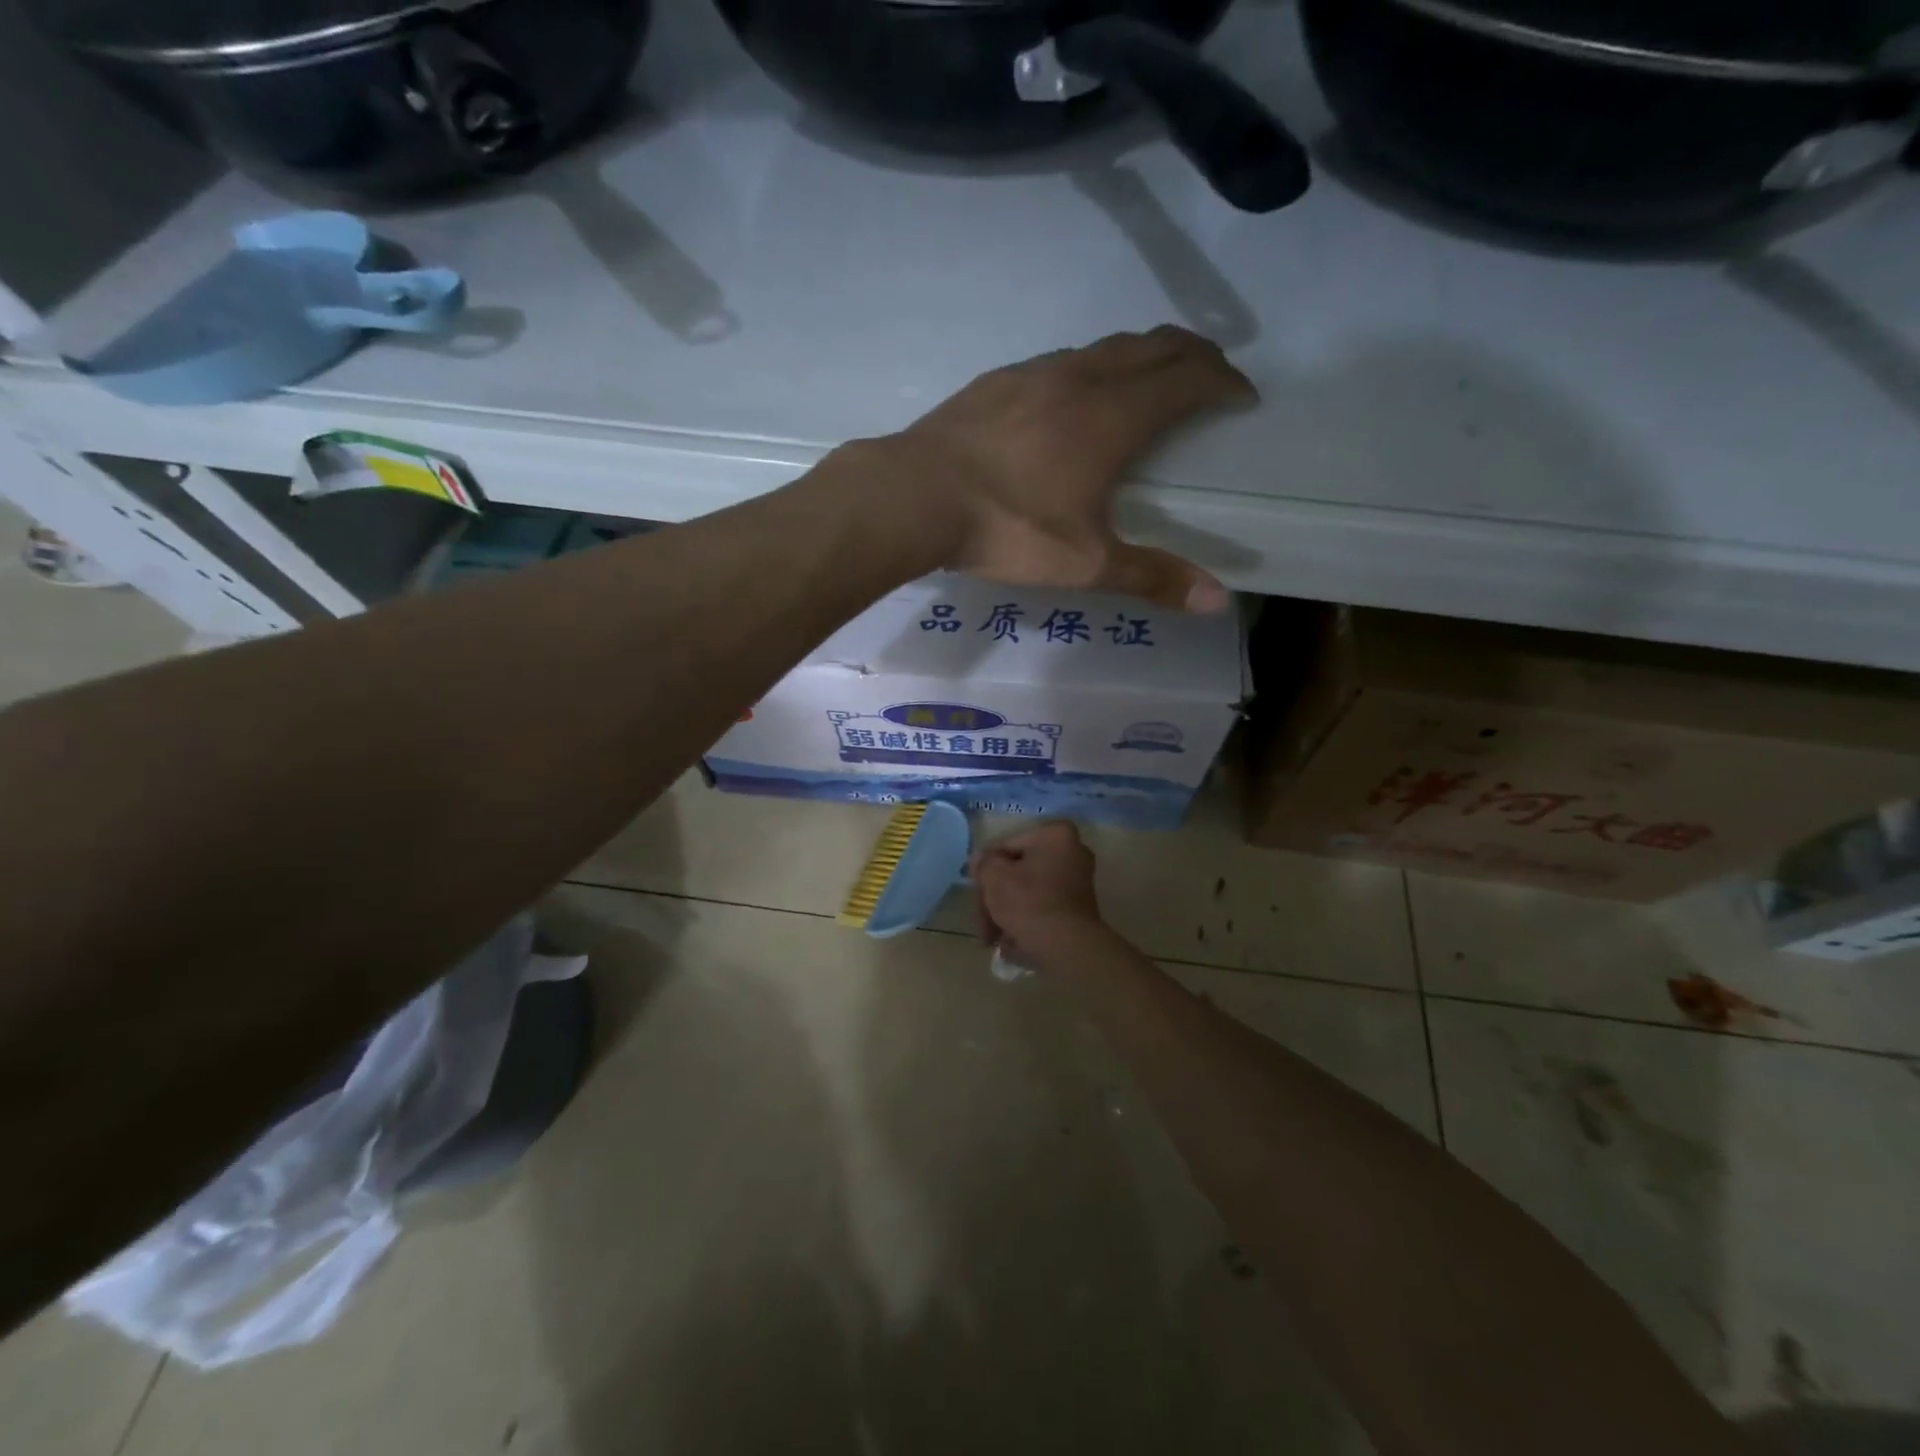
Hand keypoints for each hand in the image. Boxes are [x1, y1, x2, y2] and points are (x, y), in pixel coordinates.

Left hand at [884, 326, 1254, 611]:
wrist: (915, 495)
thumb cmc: (1007, 528)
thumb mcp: (1085, 563)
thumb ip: (1151, 577)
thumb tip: (1217, 601)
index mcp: (1114, 416)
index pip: (1187, 379)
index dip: (1224, 383)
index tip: (1243, 397)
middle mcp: (1081, 378)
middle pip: (1154, 347)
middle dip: (1194, 356)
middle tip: (1212, 377)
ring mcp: (1034, 373)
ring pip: (1105, 347)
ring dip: (1142, 356)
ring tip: (1151, 382)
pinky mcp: (997, 381)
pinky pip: (1061, 360)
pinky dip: (1092, 367)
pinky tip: (1075, 397)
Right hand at [970, 821, 1112, 971]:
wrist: (1068, 948)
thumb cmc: (1029, 903)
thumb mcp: (994, 877)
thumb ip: (984, 863)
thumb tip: (981, 860)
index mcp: (1055, 835)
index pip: (1006, 845)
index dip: (985, 869)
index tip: (975, 892)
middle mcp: (1072, 851)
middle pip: (1018, 870)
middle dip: (996, 897)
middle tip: (982, 922)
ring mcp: (1078, 881)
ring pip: (1029, 891)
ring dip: (1007, 912)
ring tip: (992, 939)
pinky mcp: (1079, 908)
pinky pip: (1043, 906)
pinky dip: (1026, 919)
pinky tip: (1010, 941)